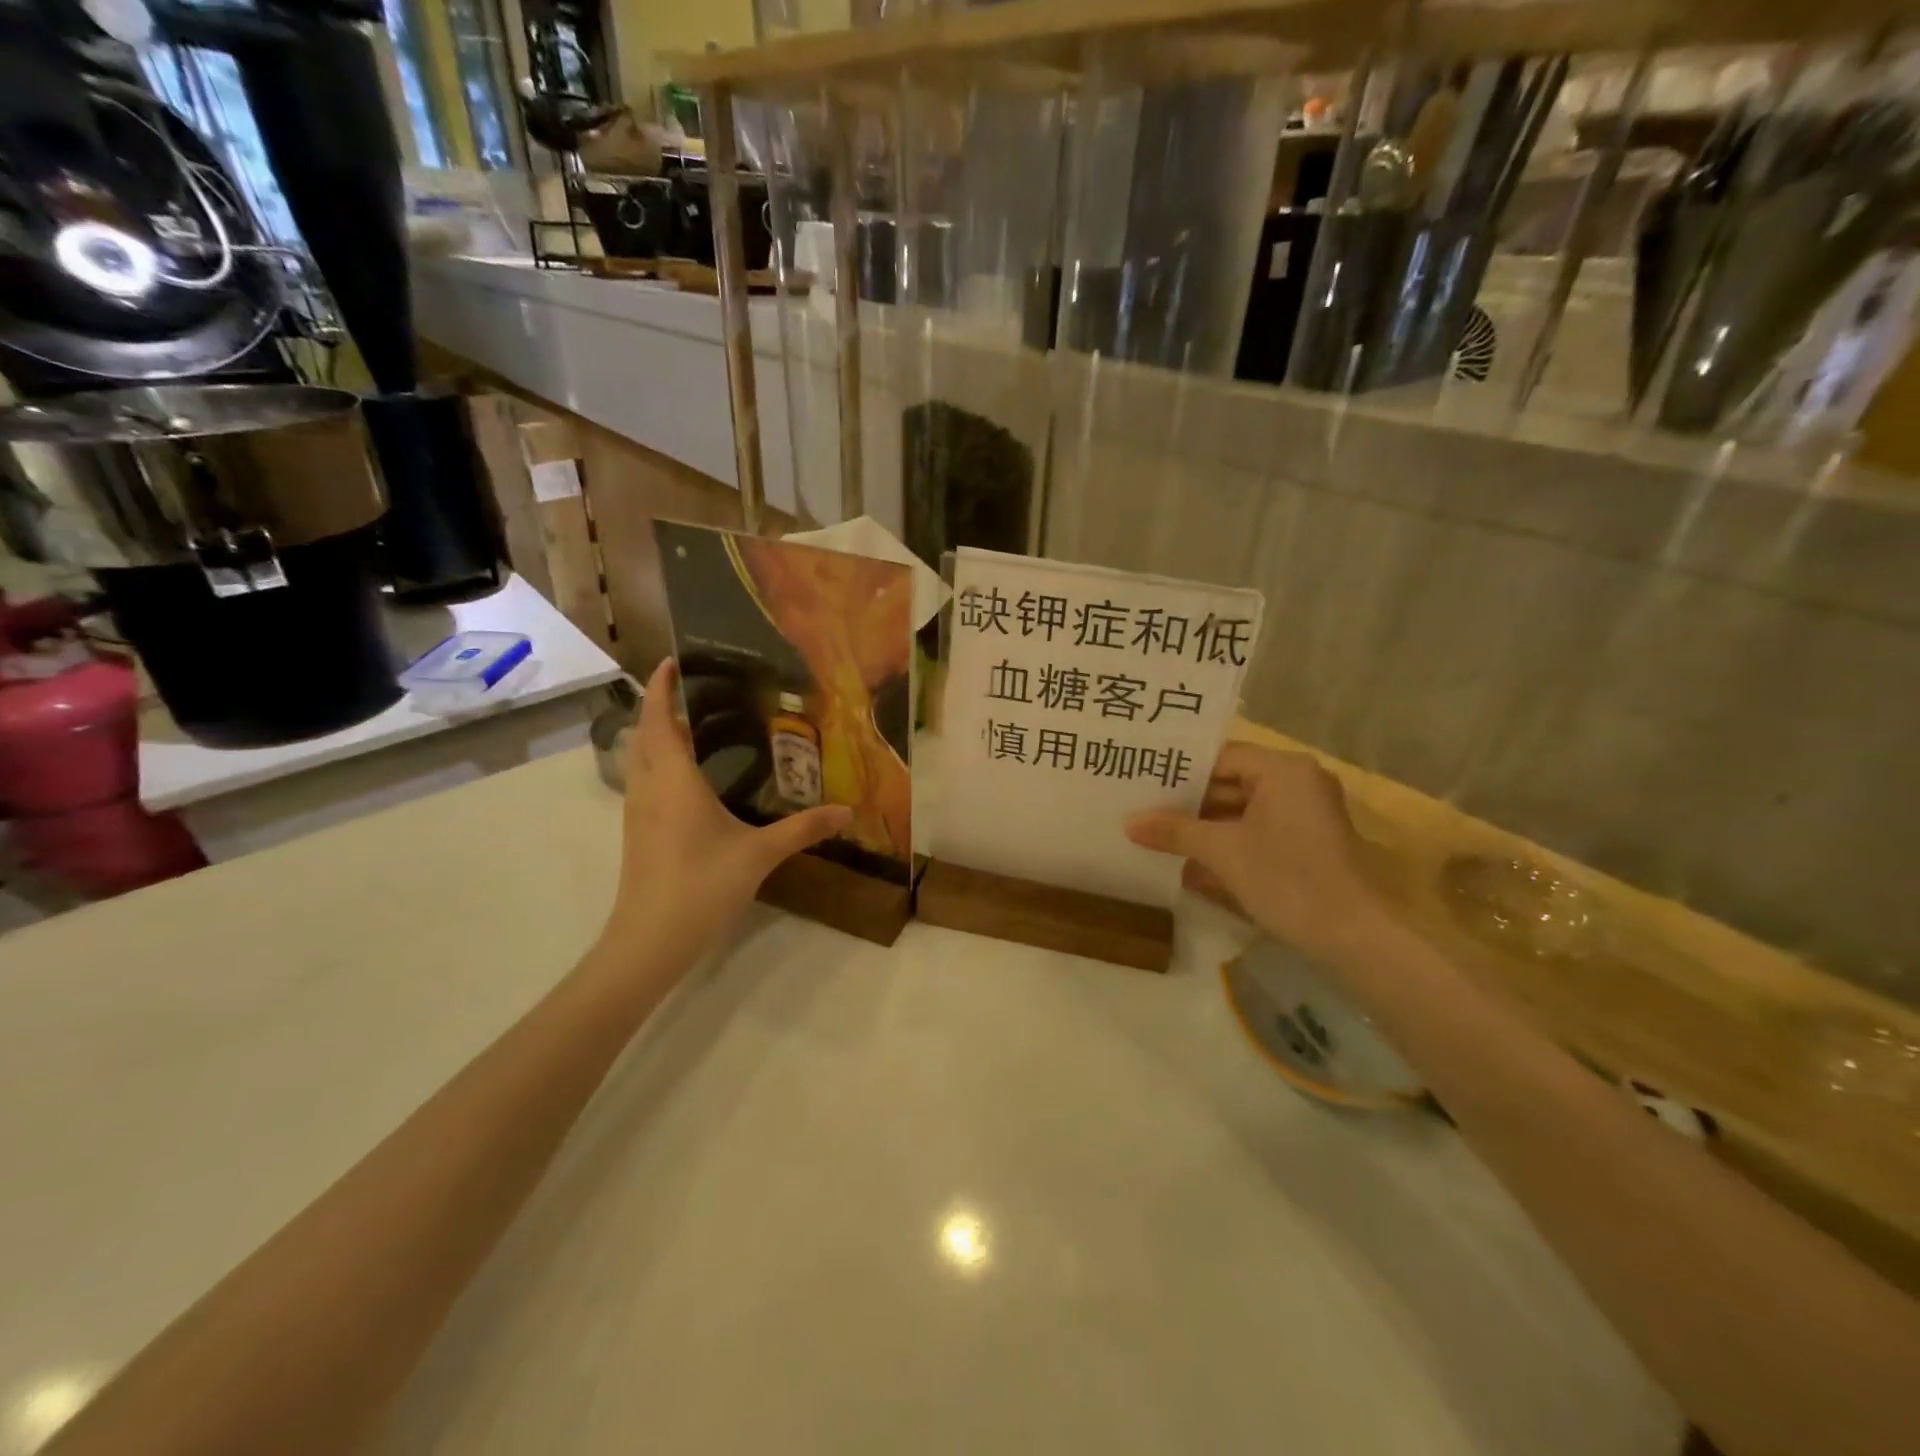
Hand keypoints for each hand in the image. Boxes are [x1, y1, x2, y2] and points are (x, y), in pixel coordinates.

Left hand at [599, 658, 850, 966]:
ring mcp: (637, 811)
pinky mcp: (637, 832)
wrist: (650, 940)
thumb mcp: (759, 854)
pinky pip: (644, 781)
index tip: (673, 660)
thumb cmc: (701, 886)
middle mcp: (649, 787)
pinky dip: (659, 763)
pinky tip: (690, 780)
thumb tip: (847, 811)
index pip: (659, 719)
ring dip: (657, 735)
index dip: (661, 686)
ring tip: (695, 726)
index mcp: (674, 780)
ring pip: (640, 759)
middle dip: (661, 707)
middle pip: (644, 734)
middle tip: (697, 692)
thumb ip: (804, 829)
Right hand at [1125, 743, 1389, 955]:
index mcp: (1283, 770)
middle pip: (1230, 782)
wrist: (1355, 939)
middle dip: (1187, 802)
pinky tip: (1189, 861)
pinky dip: (1226, 843)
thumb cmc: (1288, 880)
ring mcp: (1304, 815)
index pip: (1220, 757)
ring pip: (1242, 811)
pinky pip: (1257, 832)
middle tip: (1141, 809)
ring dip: (1203, 826)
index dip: (1179, 771)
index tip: (1141, 782)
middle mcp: (1298, 783)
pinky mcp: (1306, 844)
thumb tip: (1128, 822)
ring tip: (1155, 834)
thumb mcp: (1223, 852)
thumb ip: (1174, 831)